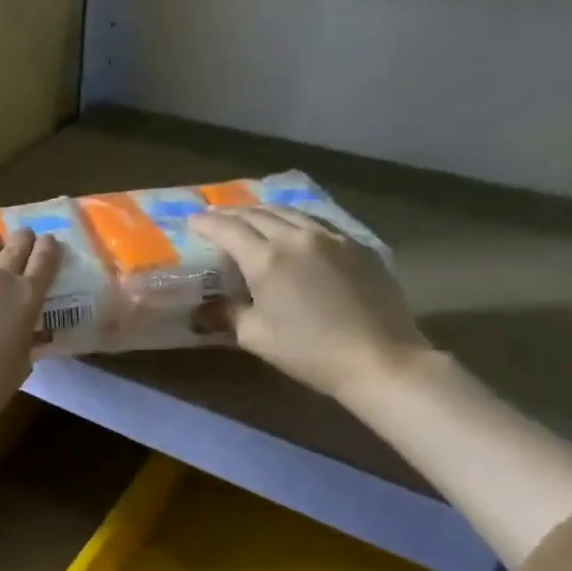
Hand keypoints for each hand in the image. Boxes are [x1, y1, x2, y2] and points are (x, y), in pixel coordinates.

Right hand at [189, 206, 428, 398]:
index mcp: (266, 259)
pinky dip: (297, 221)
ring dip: (265, 212)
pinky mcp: (358, 246)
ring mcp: (332, 238)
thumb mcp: (256, 337)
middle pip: (259, 214)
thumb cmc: (308, 351)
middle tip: (218, 218)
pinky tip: (295, 231)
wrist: (379, 358)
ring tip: (252, 217)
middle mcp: (297, 238)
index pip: (228, 230)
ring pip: (291, 212)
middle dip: (233, 214)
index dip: (207, 223)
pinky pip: (319, 223)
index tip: (192, 220)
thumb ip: (228, 314)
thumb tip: (205, 309)